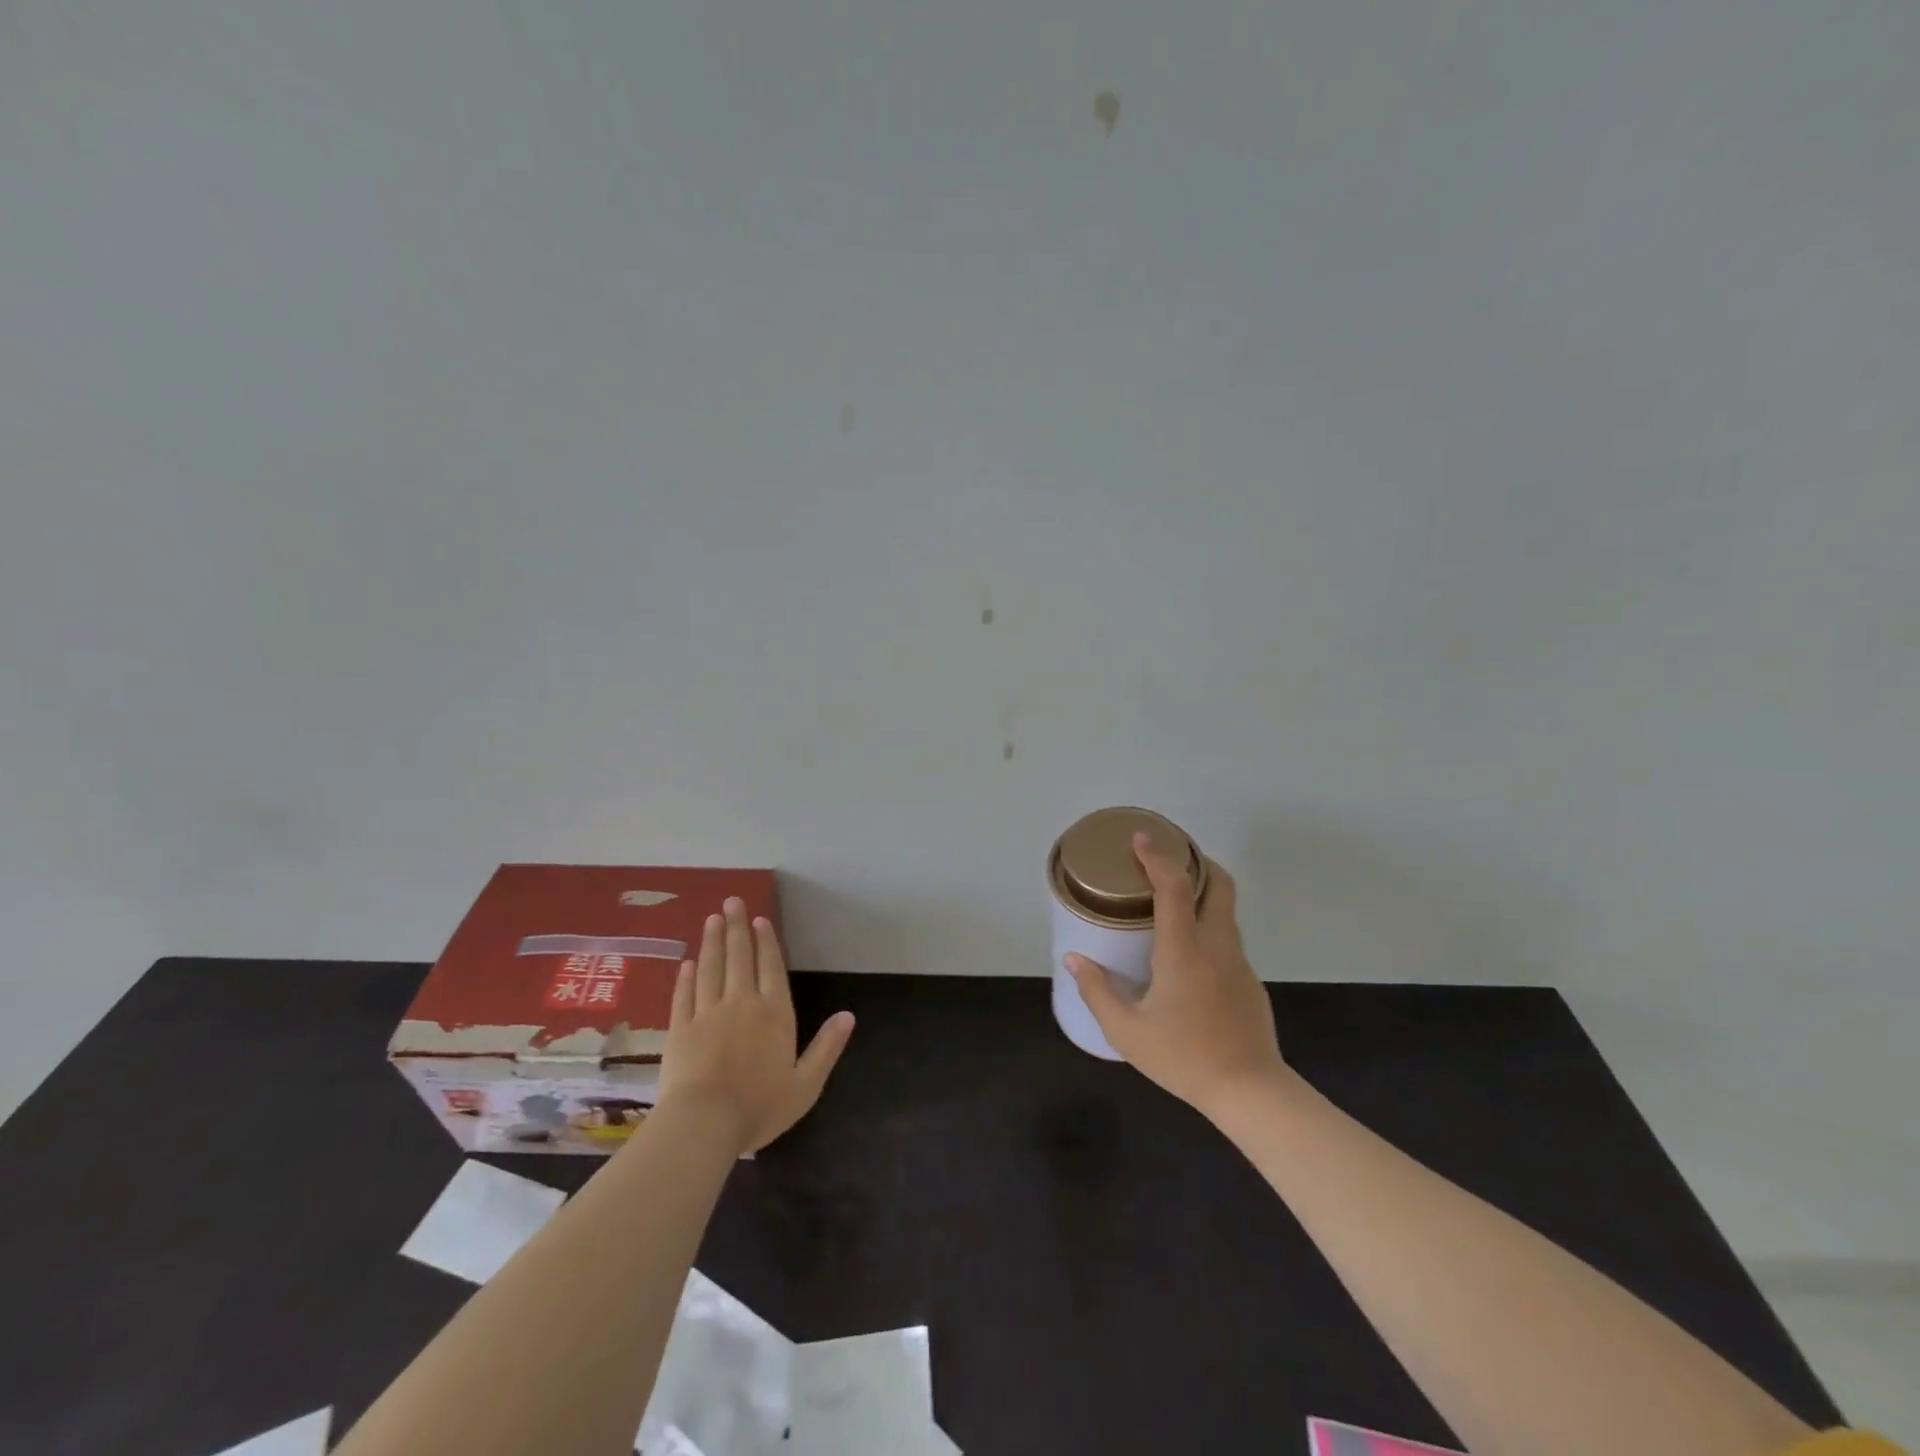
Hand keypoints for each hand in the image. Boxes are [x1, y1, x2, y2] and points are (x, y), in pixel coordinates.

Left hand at [657, 898, 854, 1154]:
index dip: (766, 942)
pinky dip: (686, 976)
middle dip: (736, 928)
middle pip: (739, 957)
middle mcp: (742, 1003)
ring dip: (712, 941)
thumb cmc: (759, 1107)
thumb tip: (849, 1015)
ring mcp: (707, 1013)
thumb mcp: (806, 1084)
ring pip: (710, 968)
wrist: (704, 1124)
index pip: (771, 967)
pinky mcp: (680, 1028)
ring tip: (712, 919)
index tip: (759, 919)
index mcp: (774, 1014)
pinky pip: (684, 994)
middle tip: (731, 901)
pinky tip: (687, 962)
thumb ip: (827, 1048)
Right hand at [1065, 833, 1289, 1118]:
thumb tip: (1074, 960)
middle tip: (1168, 859)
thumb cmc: (1183, 1058)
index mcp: (1184, 951)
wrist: (1250, 1092)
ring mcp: (1239, 963)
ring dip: (1203, 894)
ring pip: (1226, 912)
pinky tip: (1188, 955)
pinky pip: (1228, 940)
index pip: (1173, 888)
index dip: (1156, 858)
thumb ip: (1097, 990)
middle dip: (1197, 862)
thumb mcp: (1127, 1031)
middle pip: (1219, 885)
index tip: (1141, 839)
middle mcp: (1217, 946)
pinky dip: (1209, 927)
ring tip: (1172, 902)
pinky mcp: (1250, 982)